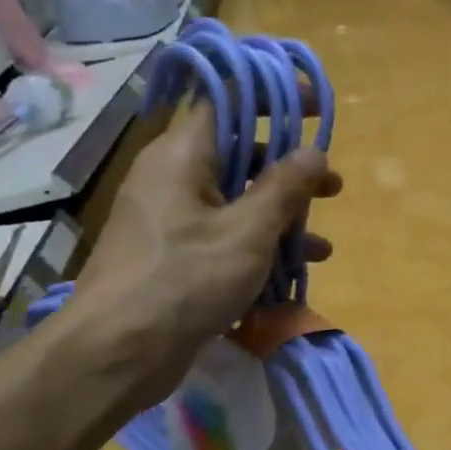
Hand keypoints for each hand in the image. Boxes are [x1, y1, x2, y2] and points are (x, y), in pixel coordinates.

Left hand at [64, 99, 341, 406]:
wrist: (119, 352)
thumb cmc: (185, 280)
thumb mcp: (247, 232)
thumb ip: (285, 188)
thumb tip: (314, 152)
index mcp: (181, 156)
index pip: (229, 102)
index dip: (274, 98)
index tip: (314, 108)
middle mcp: (171, 179)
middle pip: (238, 157)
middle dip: (289, 173)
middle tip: (332, 188)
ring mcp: (169, 221)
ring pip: (234, 203)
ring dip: (280, 220)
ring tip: (321, 247)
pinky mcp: (172, 258)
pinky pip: (222, 238)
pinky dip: (256, 249)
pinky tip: (290, 276)